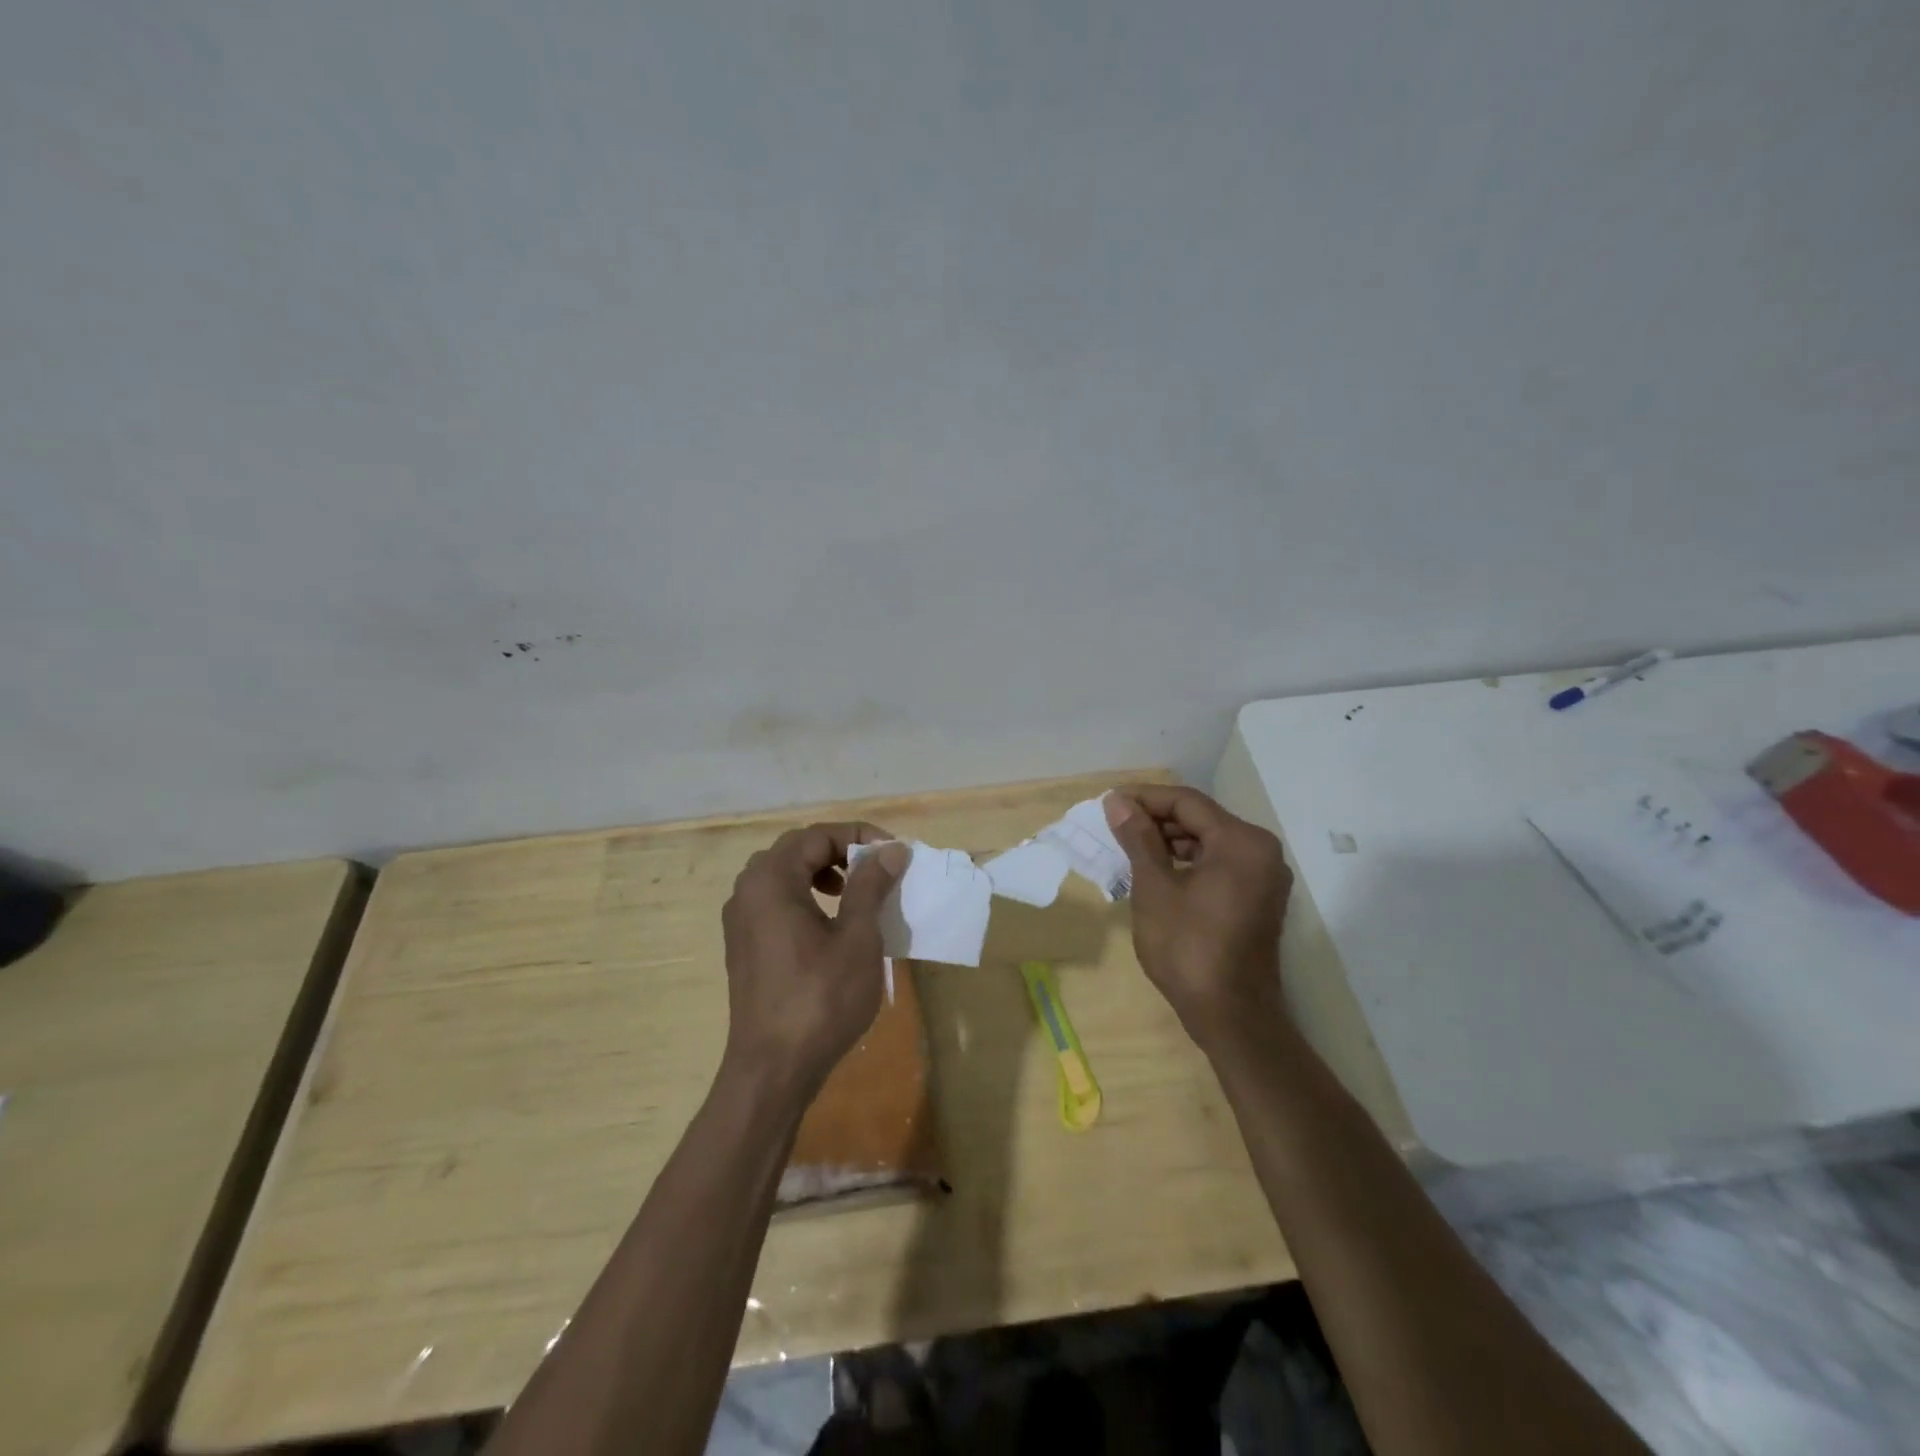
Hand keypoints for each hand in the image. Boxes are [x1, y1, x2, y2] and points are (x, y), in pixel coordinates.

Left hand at [720, 824, 909, 1101]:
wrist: (773, 1068)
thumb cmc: (821, 998)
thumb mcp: (857, 938)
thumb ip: (871, 886)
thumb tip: (891, 850)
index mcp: (771, 879)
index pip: (818, 835)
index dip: (859, 836)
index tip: (893, 854)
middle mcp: (748, 890)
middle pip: (797, 849)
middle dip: (840, 851)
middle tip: (876, 868)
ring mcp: (740, 919)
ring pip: (783, 874)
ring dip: (821, 871)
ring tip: (854, 891)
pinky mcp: (744, 945)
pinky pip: (775, 900)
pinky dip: (804, 895)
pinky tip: (829, 922)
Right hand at [1103, 786, 1293, 1053]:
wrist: (1232, 1016)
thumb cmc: (1188, 948)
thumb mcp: (1155, 888)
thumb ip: (1138, 838)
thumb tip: (1118, 802)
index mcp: (1242, 842)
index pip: (1187, 802)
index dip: (1145, 797)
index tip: (1108, 801)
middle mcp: (1261, 851)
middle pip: (1201, 819)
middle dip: (1156, 818)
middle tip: (1114, 824)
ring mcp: (1263, 876)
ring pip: (1210, 841)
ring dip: (1170, 840)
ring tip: (1129, 846)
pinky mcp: (1258, 898)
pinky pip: (1219, 863)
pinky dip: (1188, 861)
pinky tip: (1156, 869)